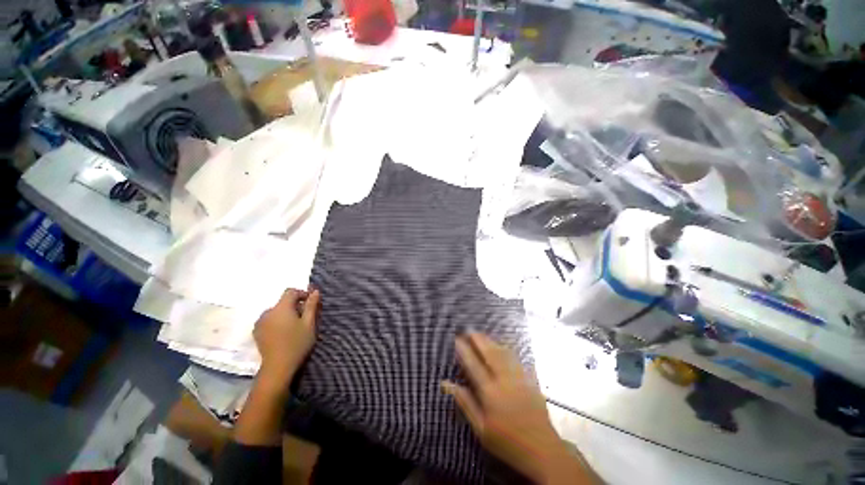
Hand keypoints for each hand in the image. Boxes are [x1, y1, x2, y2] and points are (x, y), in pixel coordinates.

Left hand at [253, 288, 319, 385]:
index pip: (291, 292)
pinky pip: (269, 320)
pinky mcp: (257, 332)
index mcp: (281, 308)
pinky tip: (284, 333)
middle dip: (295, 305)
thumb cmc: (297, 343)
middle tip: (306, 317)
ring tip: (295, 326)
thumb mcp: (309, 323)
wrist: (278, 367)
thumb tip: (314, 291)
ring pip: (276, 311)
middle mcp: (267, 312)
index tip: (311, 303)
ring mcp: (260, 322)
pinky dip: (278, 321)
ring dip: (286, 314)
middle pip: (283, 302)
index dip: (302, 293)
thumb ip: (311, 305)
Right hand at [442, 333, 585, 483]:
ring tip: (482, 334)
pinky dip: (508, 349)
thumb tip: (446, 384)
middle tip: (469, 330)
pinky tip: (503, 345)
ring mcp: (519, 378)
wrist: (542, 449)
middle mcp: (504, 380)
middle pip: (489, 353)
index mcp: (490, 392)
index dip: (464, 350)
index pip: (473, 365)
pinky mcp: (530, 380)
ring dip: (491, 341)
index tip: (457, 339)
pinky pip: (517, 359)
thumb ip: (465, 403)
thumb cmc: (507, 441)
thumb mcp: (481, 428)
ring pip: (503, 353)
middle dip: (478, 339)